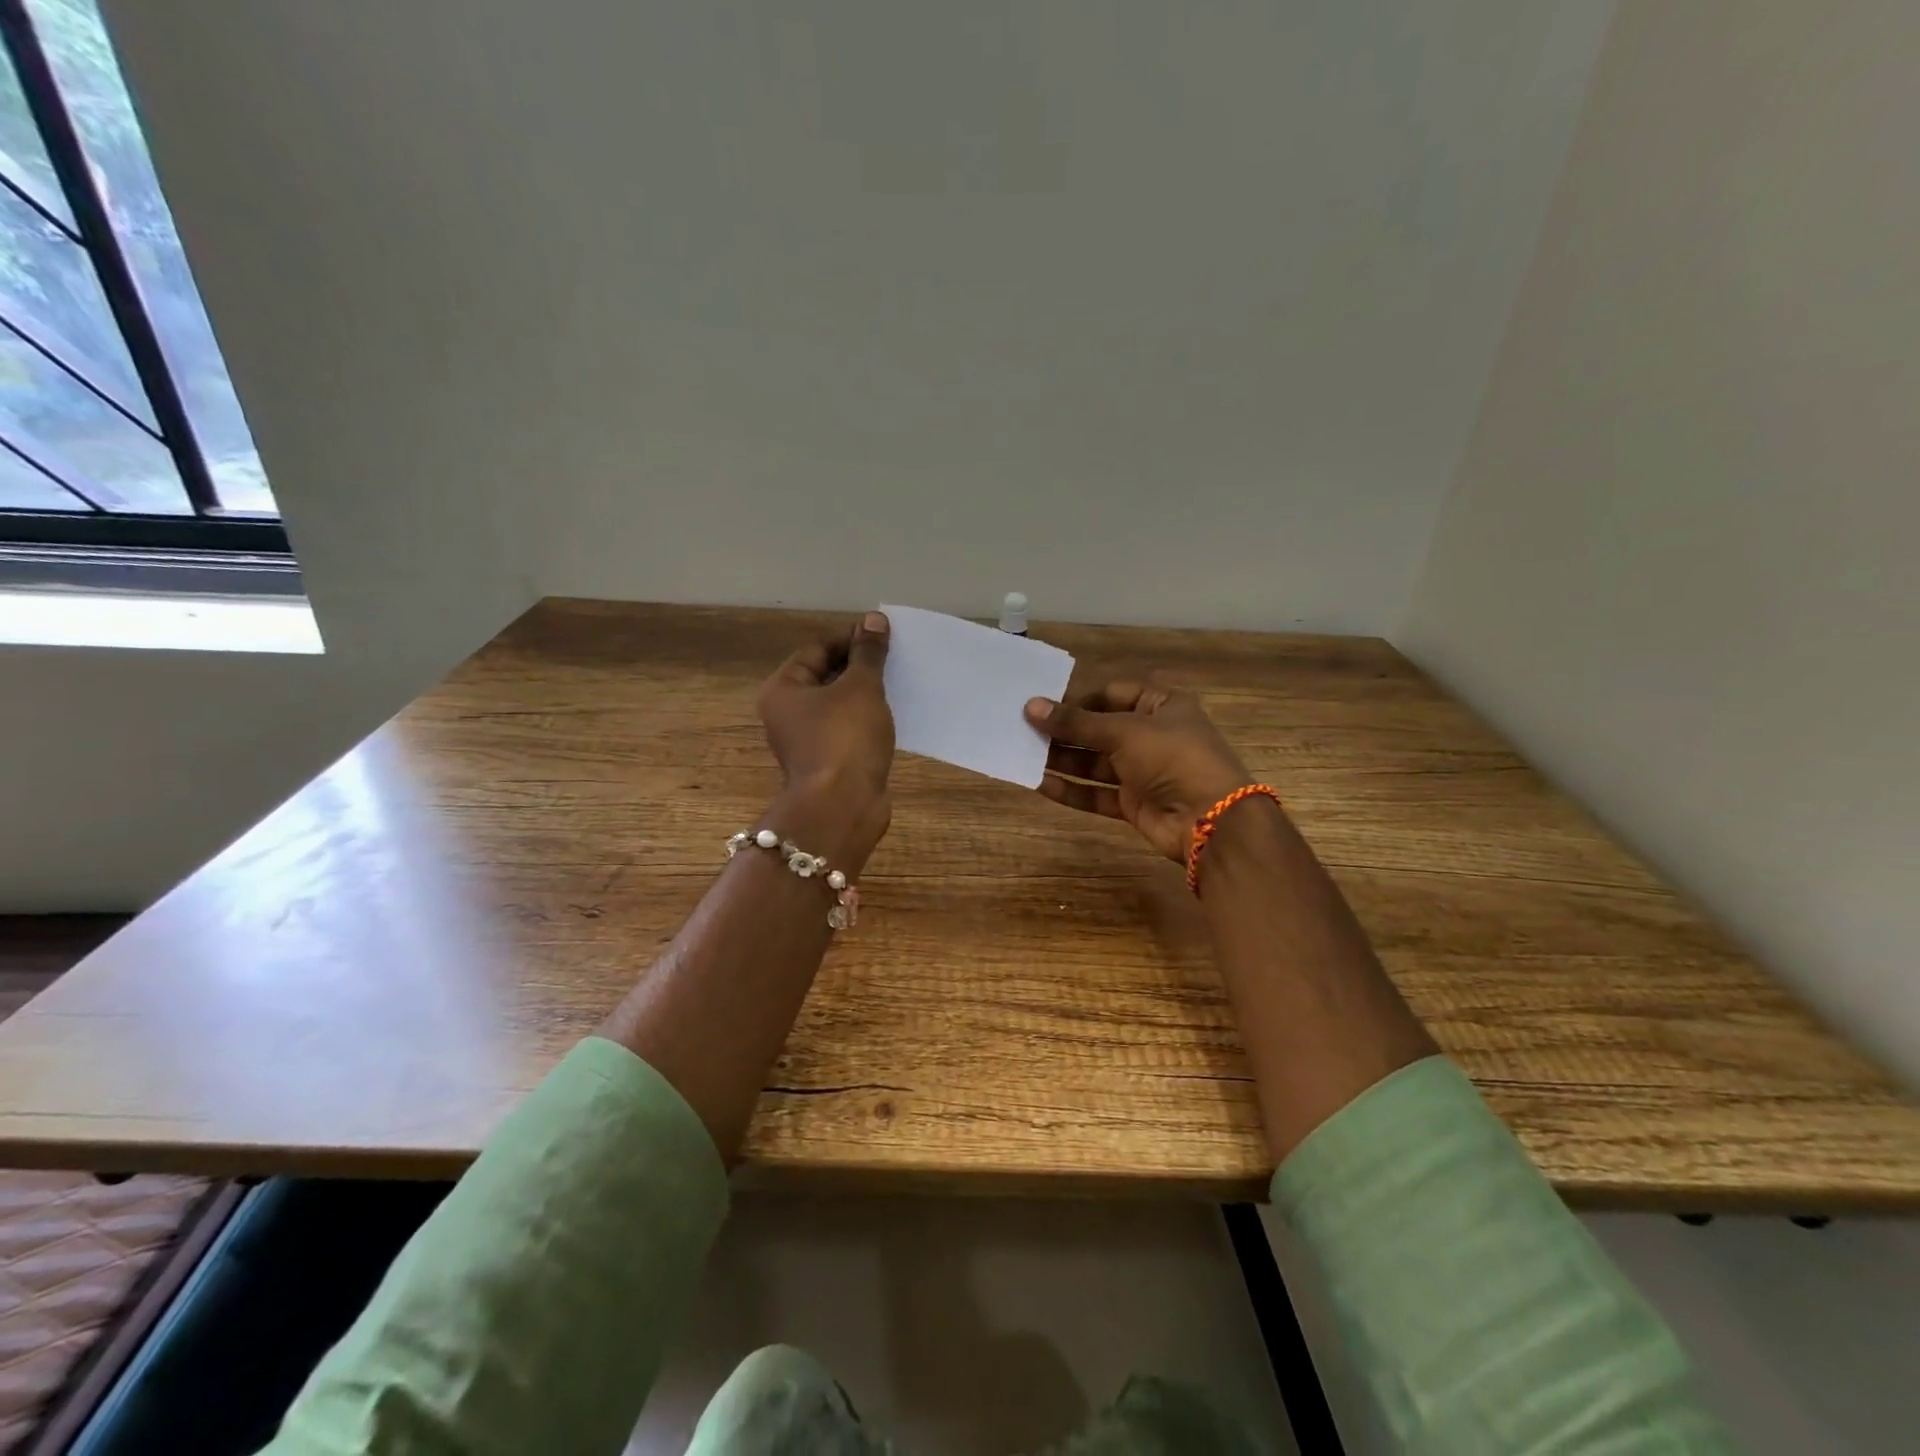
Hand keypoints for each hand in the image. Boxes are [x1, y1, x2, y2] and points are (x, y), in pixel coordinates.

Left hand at [757, 612, 895, 864]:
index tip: (883, 635)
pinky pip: (848, 730)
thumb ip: (868, 653)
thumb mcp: (861, 687)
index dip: (850, 639)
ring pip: (838, 706)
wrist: (843, 807)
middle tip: (894, 656)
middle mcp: (787, 714)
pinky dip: (867, 720)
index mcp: (783, 690)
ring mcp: (807, 741)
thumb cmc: (845, 739)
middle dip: (859, 666)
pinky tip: (893, 715)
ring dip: (865, 694)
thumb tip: (873, 619)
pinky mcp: (829, 762)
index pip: (817, 650)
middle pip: (825, 677)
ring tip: (899, 682)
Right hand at [1026, 681, 1253, 862]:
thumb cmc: (1172, 758)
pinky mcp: (1133, 802)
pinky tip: (1040, 784)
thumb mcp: (1123, 732)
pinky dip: (1071, 790)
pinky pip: (1096, 793)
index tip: (1040, 704)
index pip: (1110, 693)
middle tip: (1022, 730)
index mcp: (1160, 705)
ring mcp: (1142, 771)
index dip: (1076, 698)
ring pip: (1094, 762)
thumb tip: (1031, 706)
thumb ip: (1075, 723)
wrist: (1210, 820)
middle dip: (1063, 731)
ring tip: (1023, 755)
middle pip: (1098, 729)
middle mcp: (1150, 735)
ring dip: (1062, 760)